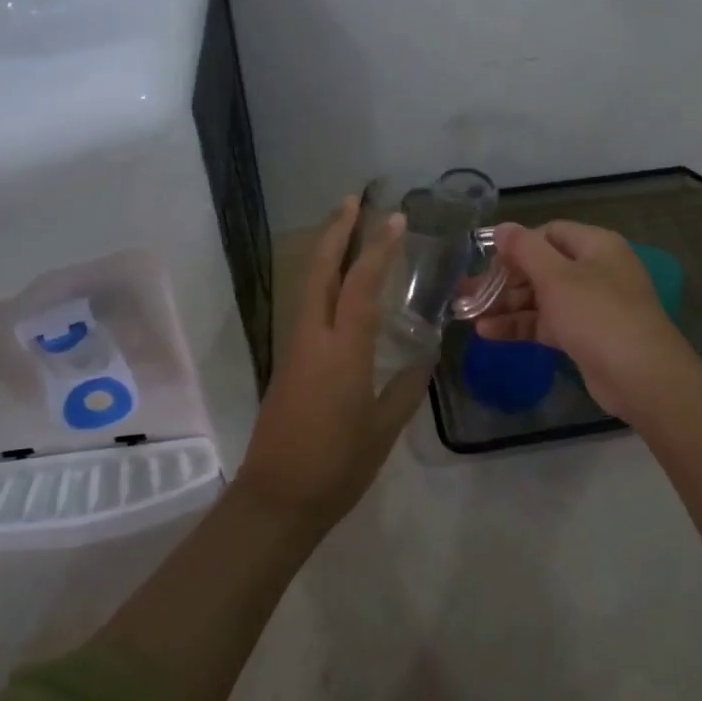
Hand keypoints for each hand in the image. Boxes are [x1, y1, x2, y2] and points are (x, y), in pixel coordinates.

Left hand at [235, 196, 428, 531]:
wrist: (276, 500)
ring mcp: (296, 348)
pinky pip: (308, 306)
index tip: (395, 219)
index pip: (361, 284)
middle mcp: (313, 337)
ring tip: (345, 228)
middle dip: (335, 231)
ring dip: (326, 251)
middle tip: (352, 200)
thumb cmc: (336, 465)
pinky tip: (339, 286)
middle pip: (320, 270)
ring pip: (309, 285)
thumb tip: (426, 356)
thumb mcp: (383, 429)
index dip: (378, 248)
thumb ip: (407, 388)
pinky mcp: (289, 362)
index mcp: (342, 350)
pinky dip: (323, 281)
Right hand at [475, 220, 701, 423]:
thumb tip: (502, 228)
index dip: (517, 245)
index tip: (487, 261)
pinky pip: (546, 322)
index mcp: (595, 246)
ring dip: (506, 304)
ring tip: (467, 314)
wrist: (643, 378)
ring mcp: (590, 305)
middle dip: (503, 279)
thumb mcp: (557, 277)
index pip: (548, 233)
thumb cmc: (598, 315)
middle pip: (541, 266)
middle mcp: (594, 270)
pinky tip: (487, 332)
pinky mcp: (584, 336)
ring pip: (540, 297)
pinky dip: (520, 325)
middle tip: (467, 292)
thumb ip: (525, 249)